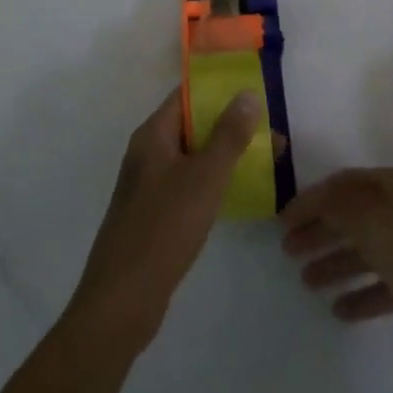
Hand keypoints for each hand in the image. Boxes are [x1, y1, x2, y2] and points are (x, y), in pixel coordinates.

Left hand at [66, 88, 262, 355]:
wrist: (122, 301)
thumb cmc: (164, 228)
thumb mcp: (204, 177)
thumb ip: (228, 135)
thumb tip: (247, 93)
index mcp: (153, 135)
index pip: (186, 96)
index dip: (219, 90)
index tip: (254, 93)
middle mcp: (147, 153)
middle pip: (191, 126)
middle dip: (229, 126)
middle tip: (270, 133)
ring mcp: (148, 186)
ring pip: (191, 157)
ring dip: (223, 155)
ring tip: (263, 161)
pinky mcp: (153, 215)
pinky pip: (187, 184)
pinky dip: (211, 182)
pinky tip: (236, 194)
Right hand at [280, 167, 392, 355]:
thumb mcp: (369, 218)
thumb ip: (335, 205)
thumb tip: (313, 200)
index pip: (342, 184)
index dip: (310, 200)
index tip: (282, 221)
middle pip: (353, 216)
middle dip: (319, 232)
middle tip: (287, 252)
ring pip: (367, 251)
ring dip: (335, 263)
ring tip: (306, 283)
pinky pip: (385, 284)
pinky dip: (362, 293)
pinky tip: (340, 310)